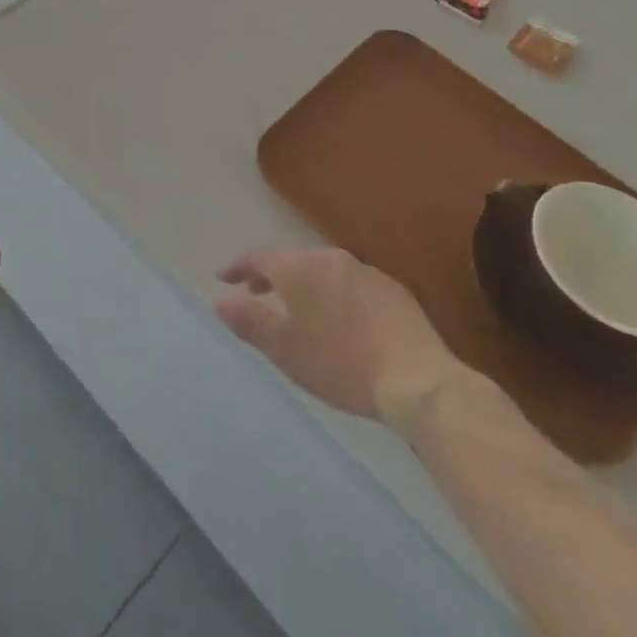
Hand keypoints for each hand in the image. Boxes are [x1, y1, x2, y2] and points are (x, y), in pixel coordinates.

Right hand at [216, 246, 461, 434]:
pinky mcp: (393, 289)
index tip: (224, 278)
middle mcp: (329, 257)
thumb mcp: (284, 349)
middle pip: (291, 259)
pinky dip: (335, 293)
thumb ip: (248, 320)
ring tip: (298, 307)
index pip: (259, 256)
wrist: (418, 380)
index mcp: (299, 267)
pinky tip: (341, 318)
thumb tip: (219, 298)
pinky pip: (351, 283)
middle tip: (256, 292)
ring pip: (323, 269)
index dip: (238, 266)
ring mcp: (365, 270)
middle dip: (271, 274)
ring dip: (304, 283)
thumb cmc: (340, 364)